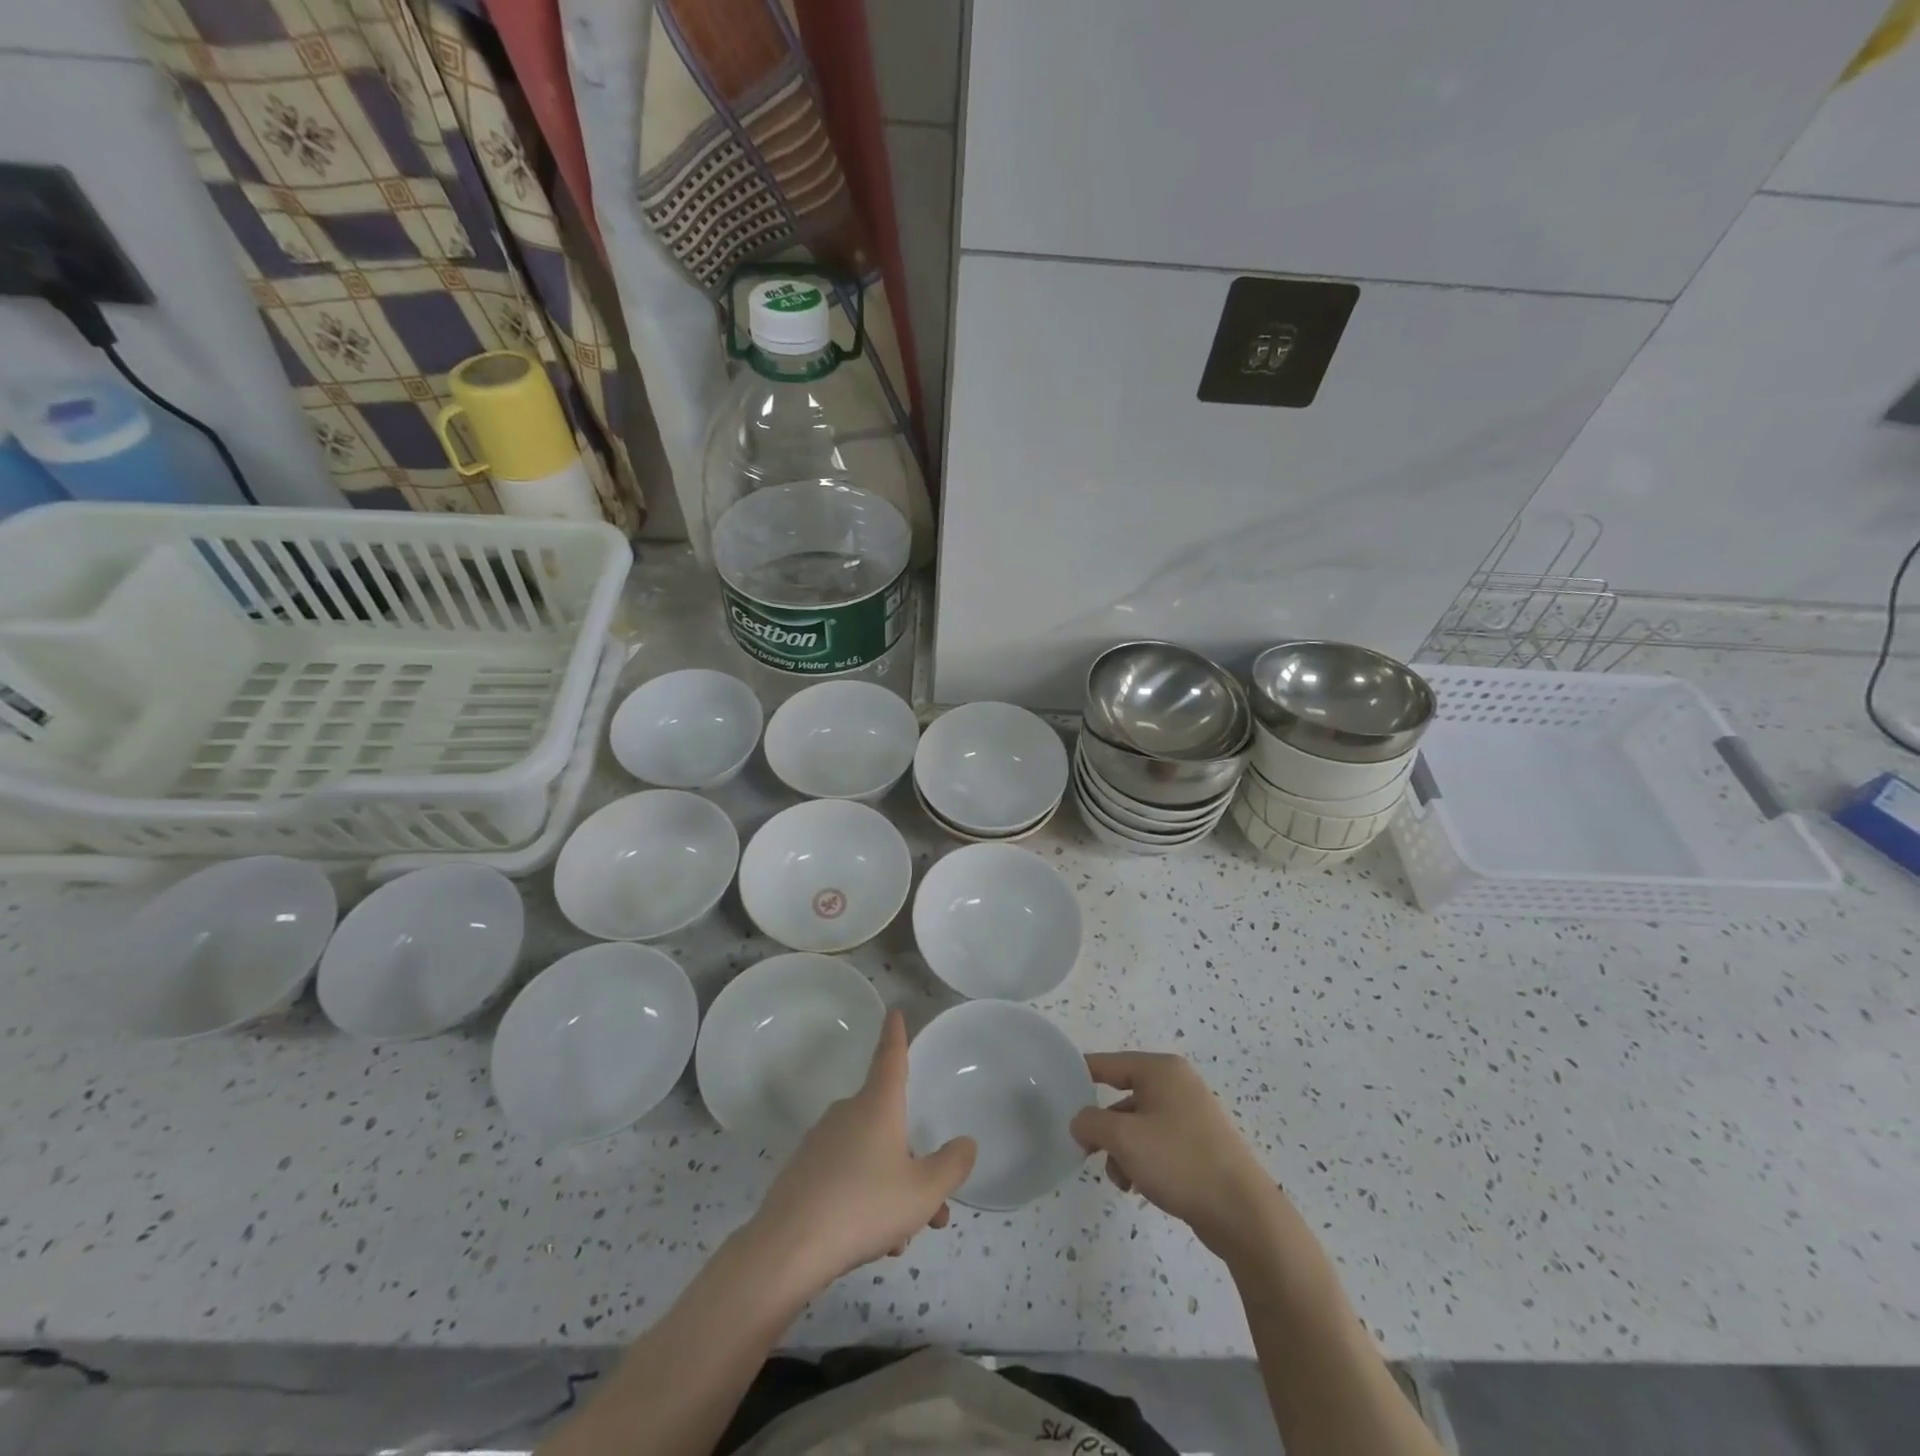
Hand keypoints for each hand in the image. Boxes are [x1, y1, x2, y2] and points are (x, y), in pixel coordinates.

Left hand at [746, 1010, 975, 1293]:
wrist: (788, 1248)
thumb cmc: (865, 1206)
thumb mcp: (924, 1191)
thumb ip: (951, 1165)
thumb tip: (965, 1143)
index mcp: (877, 1105)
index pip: (890, 1058)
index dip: (896, 1035)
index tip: (894, 1011)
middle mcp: (847, 1113)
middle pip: (888, 1124)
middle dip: (913, 1162)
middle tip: (933, 1209)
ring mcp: (820, 1142)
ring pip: (870, 1157)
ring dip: (892, 1190)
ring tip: (903, 1238)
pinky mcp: (802, 1173)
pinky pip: (846, 1177)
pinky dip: (864, 1200)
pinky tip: (873, 1242)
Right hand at [1071, 1052, 1284, 1258]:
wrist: (1241, 1212)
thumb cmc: (1179, 1161)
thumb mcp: (1123, 1139)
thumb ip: (1091, 1122)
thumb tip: (1080, 1121)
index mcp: (1161, 1069)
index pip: (1108, 1063)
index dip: (1080, 1076)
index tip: (1056, 1094)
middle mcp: (1177, 1083)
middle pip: (1122, 1097)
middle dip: (1104, 1128)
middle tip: (1088, 1152)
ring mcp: (1191, 1113)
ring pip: (1138, 1124)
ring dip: (1122, 1151)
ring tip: (1123, 1180)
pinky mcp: (1199, 1143)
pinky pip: (1157, 1142)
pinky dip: (1142, 1160)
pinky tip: (1140, 1187)